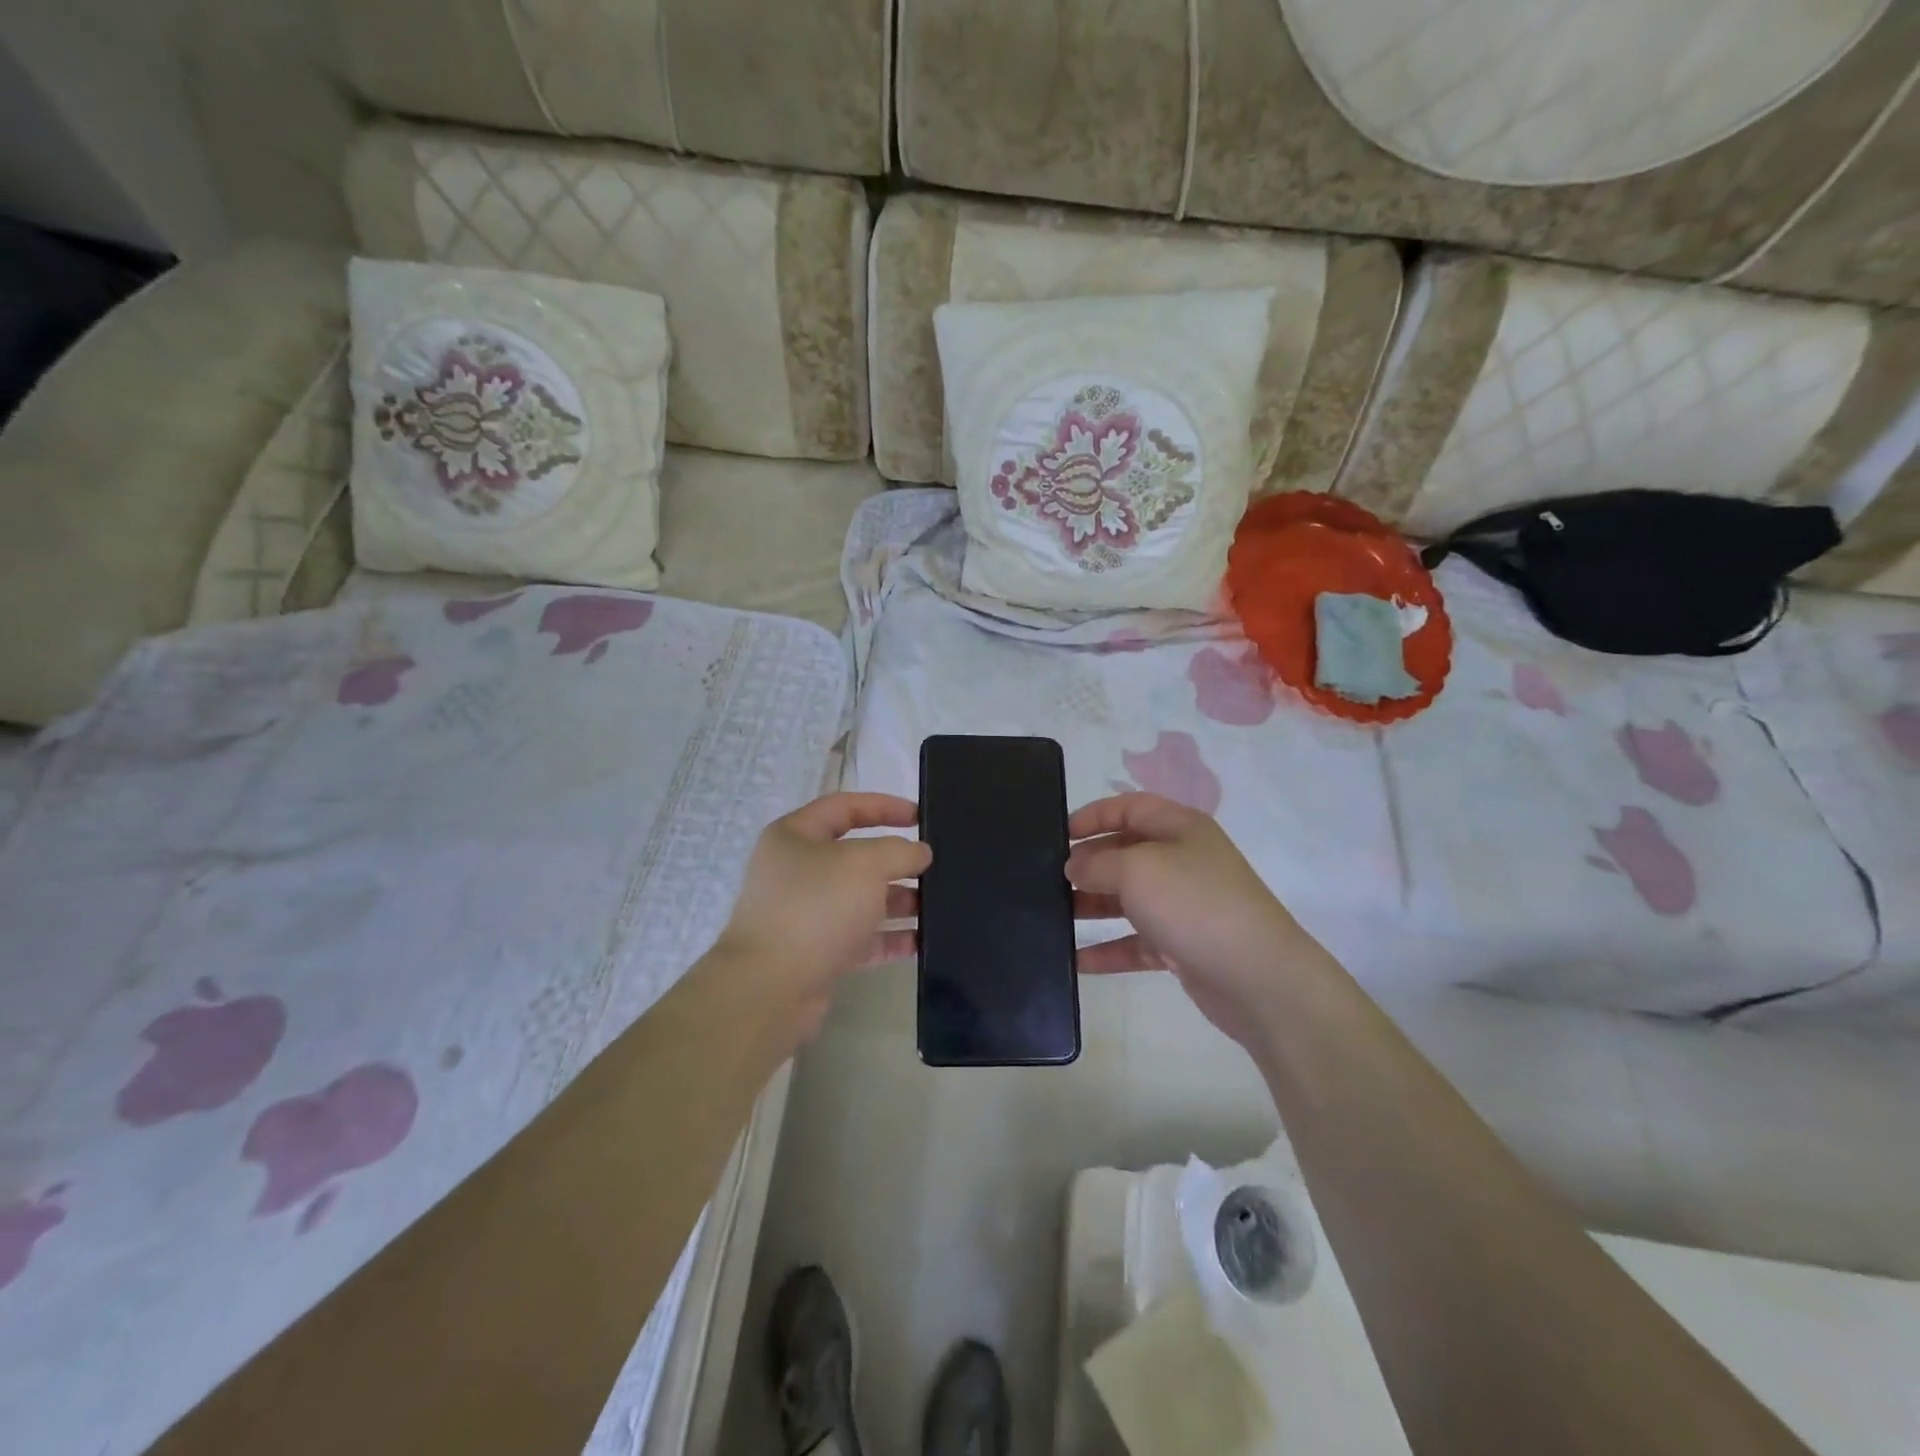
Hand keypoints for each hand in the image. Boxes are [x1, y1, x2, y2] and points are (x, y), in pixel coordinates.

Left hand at [715, 793, 930, 1037]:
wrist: (770, 989)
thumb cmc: (815, 908)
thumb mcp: (865, 865)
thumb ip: (899, 851)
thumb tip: (920, 853)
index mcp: (795, 836)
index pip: (845, 807)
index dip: (884, 806)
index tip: (921, 816)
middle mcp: (797, 871)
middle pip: (856, 856)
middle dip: (896, 861)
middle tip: (935, 867)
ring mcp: (805, 914)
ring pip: (861, 899)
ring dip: (899, 901)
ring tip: (936, 905)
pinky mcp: (817, 952)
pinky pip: (861, 938)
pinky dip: (889, 938)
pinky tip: (920, 941)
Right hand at [1067, 793, 1321, 1053]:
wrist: (1259, 978)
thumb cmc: (1195, 905)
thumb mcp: (1137, 869)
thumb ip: (1097, 863)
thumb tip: (1075, 867)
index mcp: (1180, 828)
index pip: (1129, 807)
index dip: (1093, 816)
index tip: (1058, 835)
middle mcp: (1183, 861)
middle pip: (1126, 852)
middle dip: (1088, 864)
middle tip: (1050, 881)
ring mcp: (1184, 905)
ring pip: (1128, 899)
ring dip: (1093, 906)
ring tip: (1054, 917)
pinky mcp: (1183, 946)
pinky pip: (1137, 942)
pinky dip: (1109, 949)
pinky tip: (1077, 961)